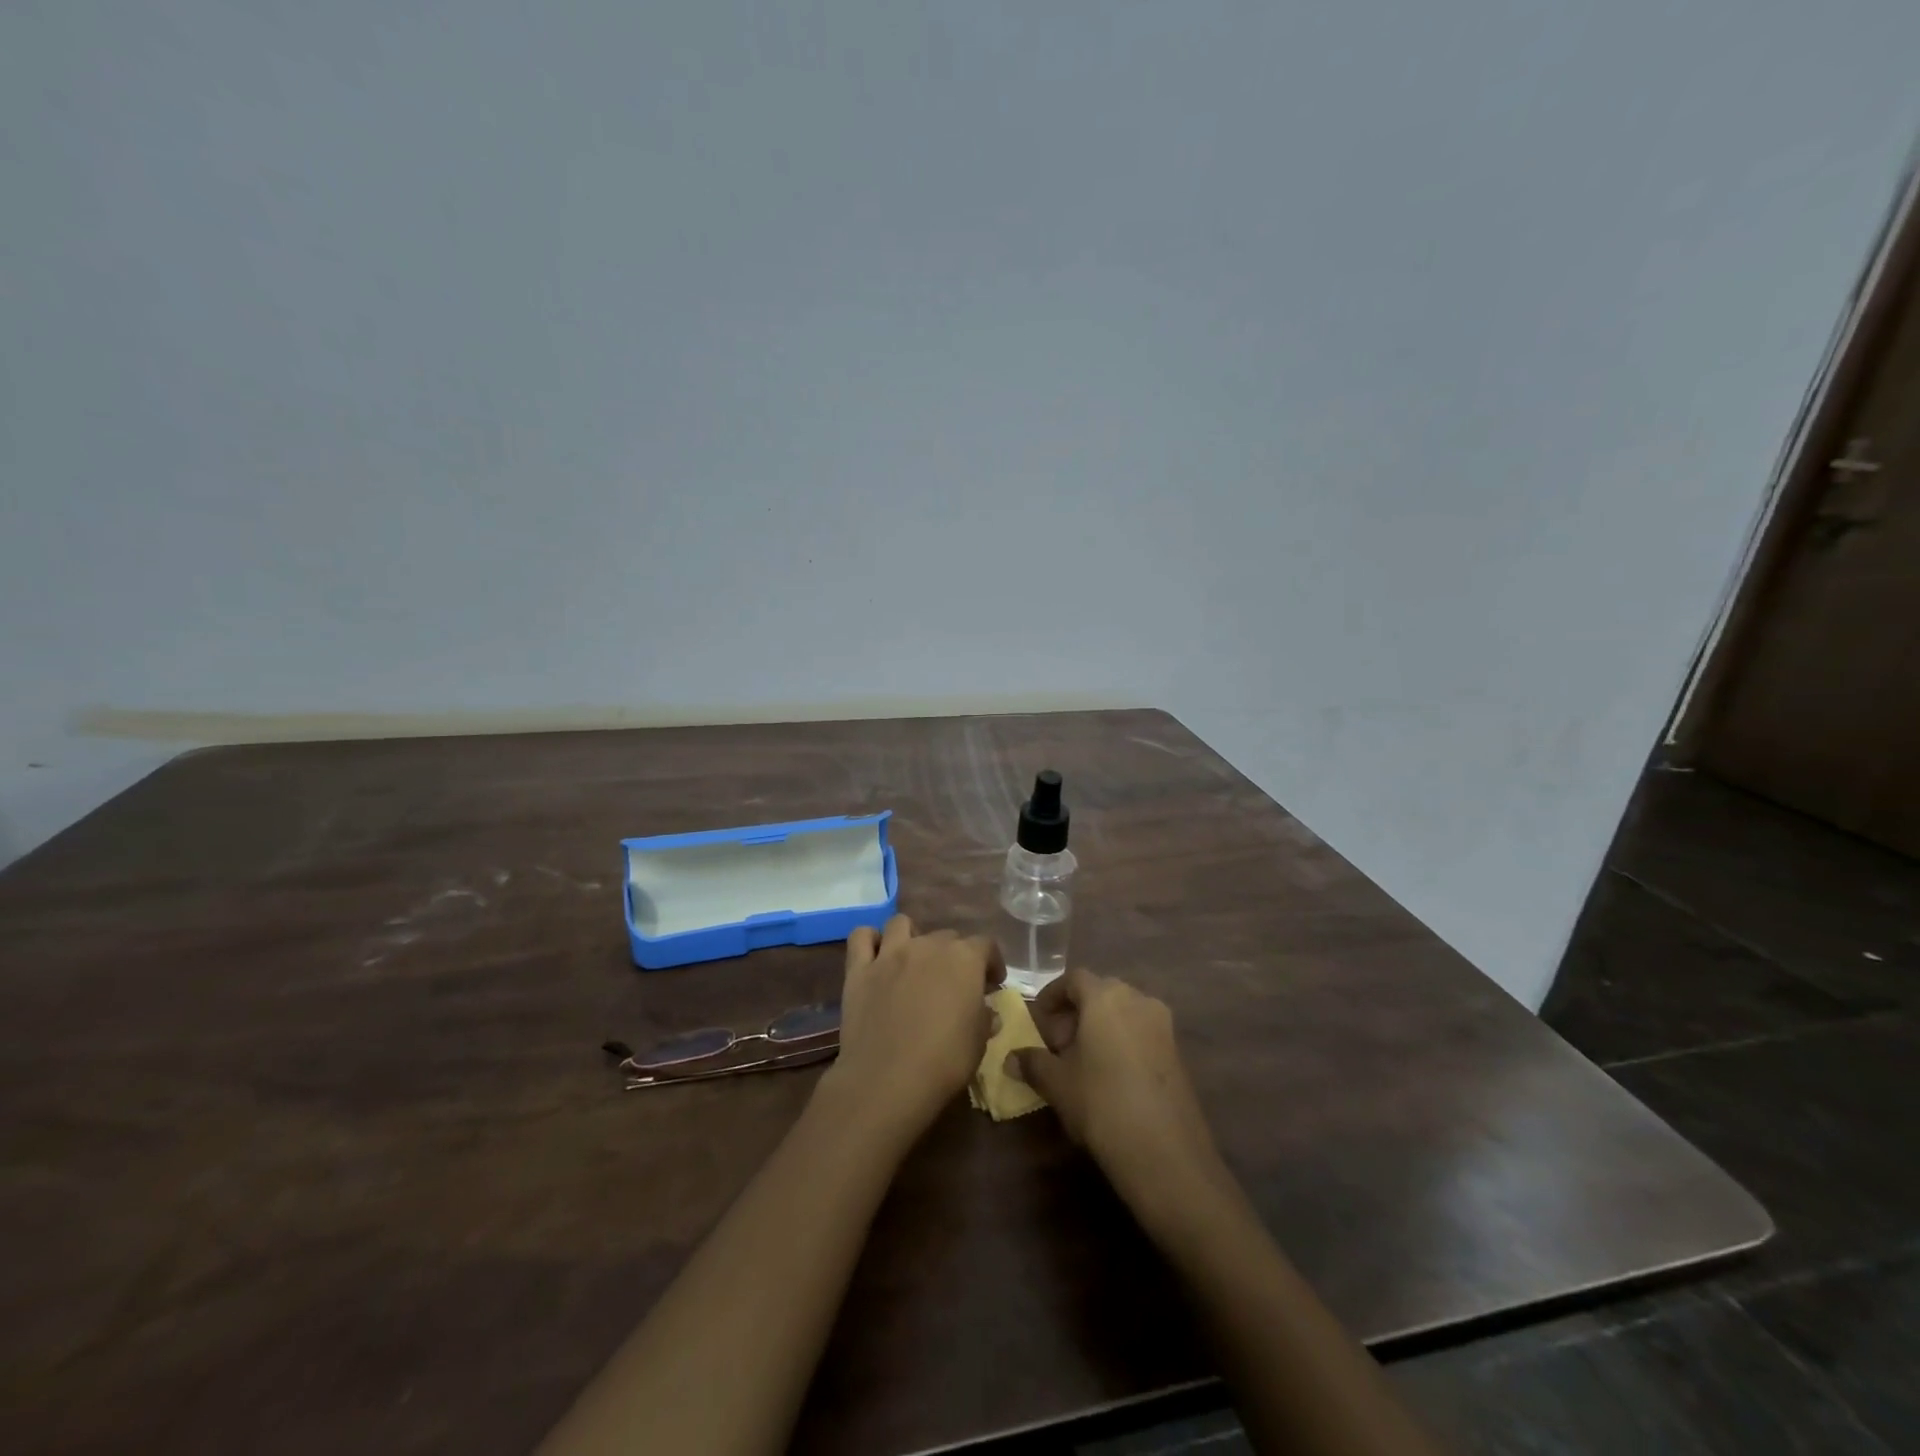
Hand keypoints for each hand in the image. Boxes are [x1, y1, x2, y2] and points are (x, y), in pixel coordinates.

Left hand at [824, 915, 1004, 1141]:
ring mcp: (890, 954)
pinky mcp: (859, 969)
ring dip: (912, 937)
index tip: (992, 983)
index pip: (986, 945)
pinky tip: (876, 957)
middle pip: (946, 936)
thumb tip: (987, 1010)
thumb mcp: (979, 1042)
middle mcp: (928, 945)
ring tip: (913, 961)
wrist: (888, 1081)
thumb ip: (984, 1018)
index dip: (992, 962)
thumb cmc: (944, 1062)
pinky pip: (861, 937)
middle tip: (953, 983)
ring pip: (902, 924)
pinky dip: (870, 941)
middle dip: (954, 955)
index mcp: (964, 959)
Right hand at [1008, 968, 1224, 1223]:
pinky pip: (1141, 1032)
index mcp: (1106, 996)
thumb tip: (1010, 1058)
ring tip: (1082, 1062)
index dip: (1052, 995)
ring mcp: (1162, 1024)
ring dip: (1099, 1027)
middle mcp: (1138, 999)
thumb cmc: (1101, 1103)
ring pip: (1123, 1013)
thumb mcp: (1057, 1083)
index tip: (1038, 1019)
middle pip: (1100, 993)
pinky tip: (1109, 1076)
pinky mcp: (1177, 1051)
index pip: (1074, 979)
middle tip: (1057, 1044)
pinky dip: (1121, 1042)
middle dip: (1076, 1013)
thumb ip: (1032, 1063)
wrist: (1165, 1152)